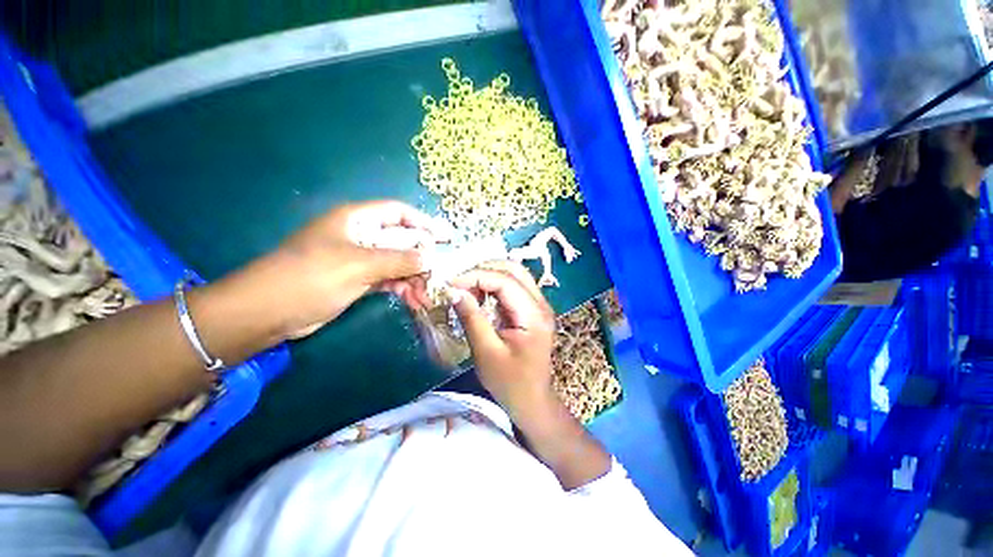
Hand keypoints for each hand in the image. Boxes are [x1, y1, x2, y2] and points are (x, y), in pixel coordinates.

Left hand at [234, 200, 447, 339]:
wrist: (268, 311)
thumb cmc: (310, 277)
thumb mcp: (359, 264)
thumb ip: (399, 260)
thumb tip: (430, 258)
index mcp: (357, 220)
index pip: (398, 213)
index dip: (423, 222)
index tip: (444, 238)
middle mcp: (361, 236)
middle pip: (401, 240)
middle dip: (422, 258)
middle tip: (441, 274)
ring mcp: (360, 259)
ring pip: (397, 263)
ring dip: (414, 277)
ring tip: (427, 295)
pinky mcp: (358, 279)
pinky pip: (388, 279)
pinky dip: (401, 288)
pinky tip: (413, 299)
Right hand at [450, 262, 556, 417]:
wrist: (532, 400)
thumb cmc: (510, 383)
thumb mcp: (487, 352)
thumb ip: (472, 319)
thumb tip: (454, 291)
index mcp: (534, 315)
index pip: (505, 281)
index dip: (476, 276)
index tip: (450, 282)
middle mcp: (541, 304)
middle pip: (514, 270)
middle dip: (483, 269)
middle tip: (458, 281)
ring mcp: (538, 305)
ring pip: (514, 275)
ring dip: (488, 275)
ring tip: (465, 286)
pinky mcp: (531, 310)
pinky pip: (512, 287)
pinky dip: (493, 286)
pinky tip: (478, 294)